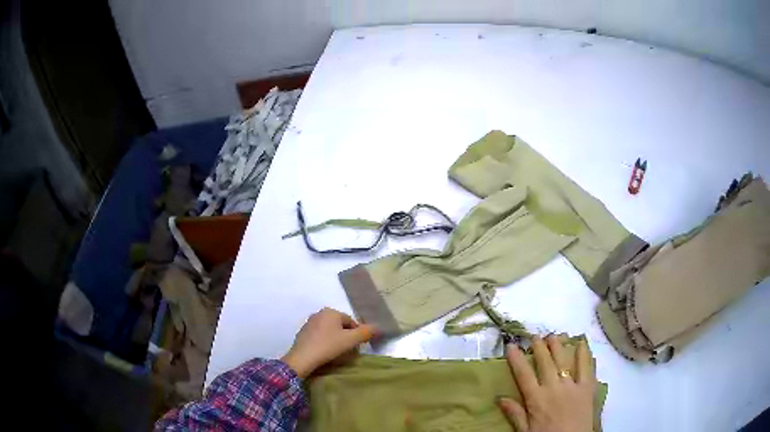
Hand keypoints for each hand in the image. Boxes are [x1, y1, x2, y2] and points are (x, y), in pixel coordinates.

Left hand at [281, 308, 376, 377]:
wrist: (302, 358)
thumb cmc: (328, 346)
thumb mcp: (350, 340)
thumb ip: (365, 333)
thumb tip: (377, 327)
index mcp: (331, 312)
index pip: (351, 321)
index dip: (357, 334)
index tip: (357, 346)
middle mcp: (319, 313)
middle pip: (340, 325)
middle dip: (346, 336)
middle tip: (348, 350)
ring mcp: (309, 323)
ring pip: (329, 331)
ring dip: (335, 340)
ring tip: (337, 353)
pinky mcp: (302, 333)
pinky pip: (319, 336)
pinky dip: (325, 342)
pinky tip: (325, 353)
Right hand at [498, 335, 595, 431]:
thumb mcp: (525, 431)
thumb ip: (515, 413)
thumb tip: (499, 398)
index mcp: (536, 399)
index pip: (523, 375)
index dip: (517, 359)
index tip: (511, 345)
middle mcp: (553, 388)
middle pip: (545, 363)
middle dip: (539, 348)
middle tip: (535, 336)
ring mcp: (572, 385)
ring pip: (563, 361)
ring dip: (558, 346)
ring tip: (553, 336)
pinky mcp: (587, 387)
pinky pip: (586, 367)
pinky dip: (584, 354)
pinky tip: (581, 343)